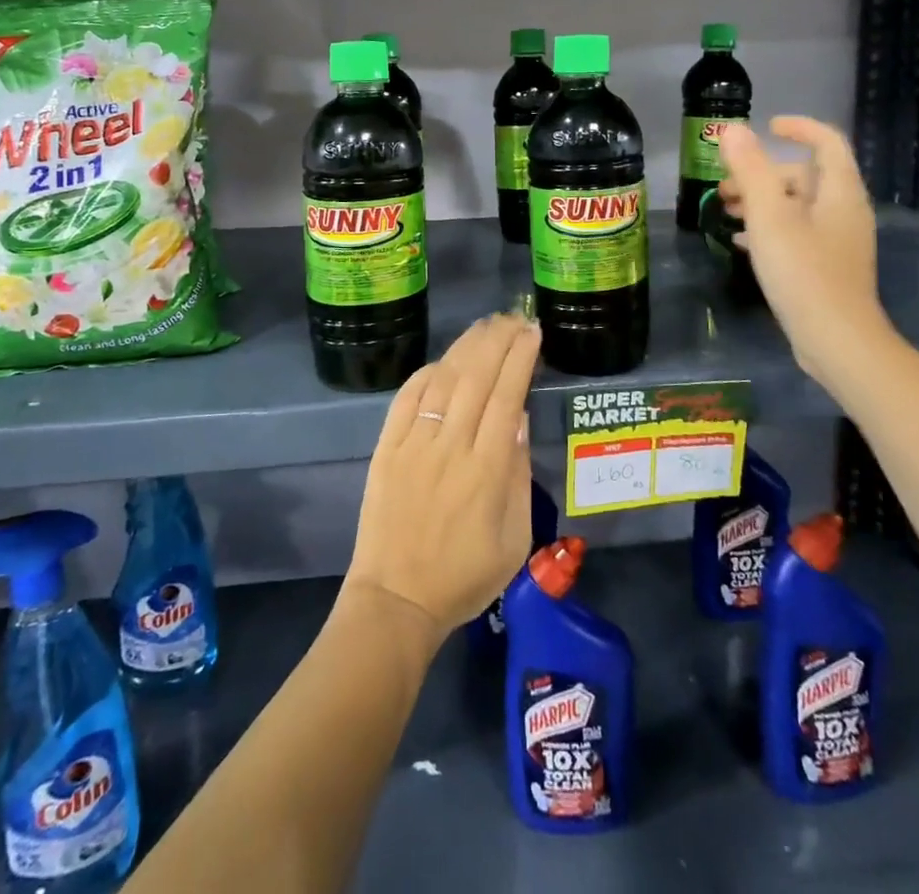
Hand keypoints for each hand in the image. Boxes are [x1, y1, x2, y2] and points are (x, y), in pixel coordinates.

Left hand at [344, 314, 540, 641]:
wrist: (396, 600)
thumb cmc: (465, 576)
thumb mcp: (515, 539)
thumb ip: (519, 474)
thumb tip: (519, 419)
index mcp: (487, 470)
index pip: (507, 396)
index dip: (520, 358)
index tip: (532, 331)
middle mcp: (451, 447)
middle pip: (476, 377)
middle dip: (498, 340)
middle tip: (513, 318)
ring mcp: (414, 444)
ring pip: (443, 380)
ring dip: (466, 347)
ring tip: (485, 326)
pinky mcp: (386, 448)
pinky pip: (407, 398)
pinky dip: (427, 373)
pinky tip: (443, 361)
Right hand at [719, 116, 889, 377]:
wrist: (835, 339)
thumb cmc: (802, 271)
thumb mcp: (769, 216)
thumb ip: (750, 169)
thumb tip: (733, 130)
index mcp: (839, 192)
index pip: (827, 142)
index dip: (798, 128)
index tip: (766, 127)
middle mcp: (844, 210)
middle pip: (805, 176)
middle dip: (763, 173)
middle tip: (725, 186)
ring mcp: (837, 240)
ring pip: (797, 206)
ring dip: (761, 201)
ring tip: (725, 210)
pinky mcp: (826, 266)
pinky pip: (796, 233)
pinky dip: (768, 228)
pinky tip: (739, 242)